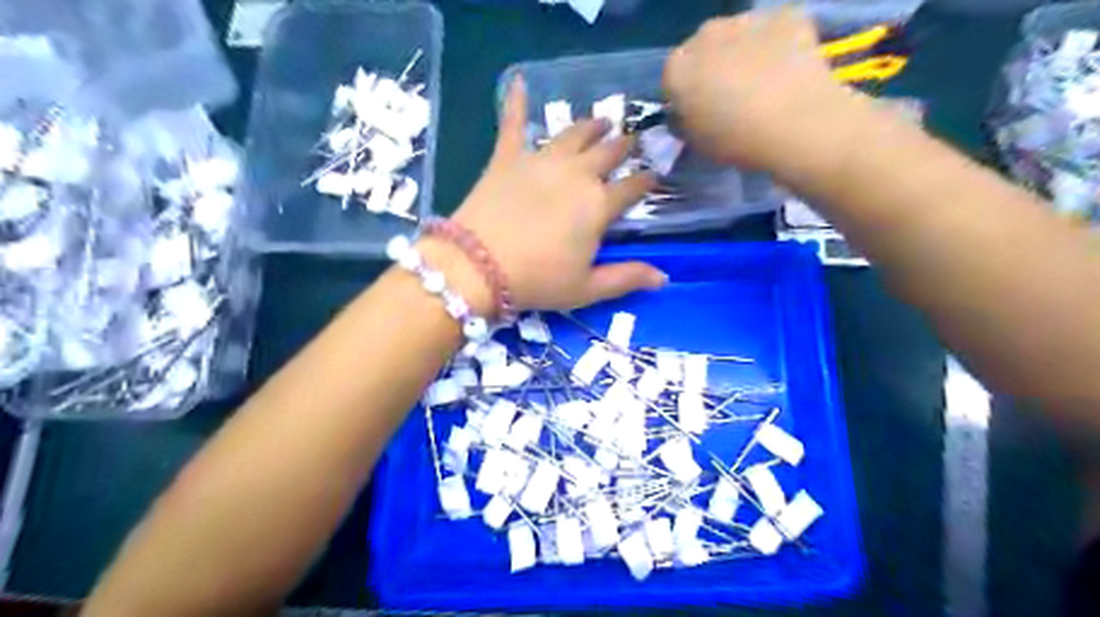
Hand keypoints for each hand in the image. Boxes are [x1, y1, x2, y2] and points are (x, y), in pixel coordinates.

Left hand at [449, 75, 671, 313]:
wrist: (478, 267)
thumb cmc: (537, 281)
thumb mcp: (586, 288)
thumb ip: (626, 278)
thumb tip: (663, 277)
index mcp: (598, 205)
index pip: (632, 187)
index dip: (646, 180)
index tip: (654, 176)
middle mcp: (576, 174)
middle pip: (607, 153)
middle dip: (623, 146)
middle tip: (630, 141)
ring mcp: (541, 160)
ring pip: (574, 133)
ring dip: (591, 125)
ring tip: (601, 120)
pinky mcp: (507, 157)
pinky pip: (513, 123)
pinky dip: (515, 101)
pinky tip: (518, 80)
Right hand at [661, 8, 877, 180]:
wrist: (794, 124)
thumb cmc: (735, 141)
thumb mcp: (695, 142)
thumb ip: (684, 121)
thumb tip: (685, 113)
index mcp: (677, 68)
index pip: (672, 77)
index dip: (684, 94)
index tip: (697, 110)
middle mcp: (705, 34)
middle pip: (703, 48)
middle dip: (712, 66)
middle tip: (730, 94)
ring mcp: (746, 20)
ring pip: (739, 34)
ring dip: (744, 51)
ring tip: (762, 81)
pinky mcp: (785, 16)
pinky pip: (776, 29)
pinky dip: (779, 44)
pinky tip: (788, 68)